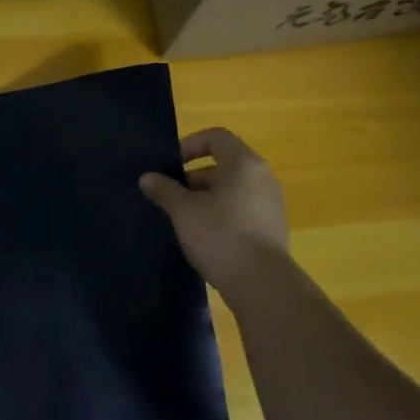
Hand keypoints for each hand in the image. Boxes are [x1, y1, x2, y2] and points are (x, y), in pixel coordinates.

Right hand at [139, 128, 290, 296]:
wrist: (262, 283)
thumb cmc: (220, 236)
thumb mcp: (184, 212)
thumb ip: (165, 190)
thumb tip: (148, 177)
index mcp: (244, 163)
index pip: (216, 137)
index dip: (190, 145)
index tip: (171, 167)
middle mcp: (263, 177)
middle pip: (225, 164)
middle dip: (194, 177)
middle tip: (172, 197)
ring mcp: (271, 203)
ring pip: (233, 189)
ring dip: (207, 198)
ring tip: (185, 220)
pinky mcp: (272, 227)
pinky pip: (242, 210)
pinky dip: (222, 214)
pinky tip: (206, 237)